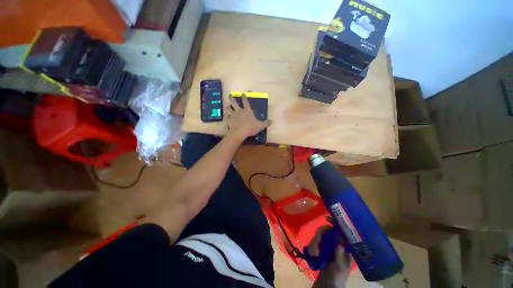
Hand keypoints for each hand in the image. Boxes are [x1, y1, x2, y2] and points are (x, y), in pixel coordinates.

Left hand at [226, 94, 270, 139]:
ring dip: (227, 107)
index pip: (246, 101)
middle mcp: (239, 111)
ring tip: (226, 105)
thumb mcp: (260, 126)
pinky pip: (227, 117)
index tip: (243, 93)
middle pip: (234, 102)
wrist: (239, 133)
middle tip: (230, 94)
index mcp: (247, 110)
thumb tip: (272, 121)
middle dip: (232, 98)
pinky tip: (226, 117)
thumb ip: (266, 123)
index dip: (244, 97)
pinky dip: (226, 117)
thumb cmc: (250, 128)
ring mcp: (233, 115)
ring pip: (229, 109)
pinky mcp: (229, 120)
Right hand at [310, 226, 353, 287]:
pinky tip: (312, 254)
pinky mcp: (320, 251)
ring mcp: (327, 248)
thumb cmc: (337, 279)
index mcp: (345, 250)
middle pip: (327, 232)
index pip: (342, 233)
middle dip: (320, 235)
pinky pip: (314, 243)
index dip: (336, 224)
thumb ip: (340, 256)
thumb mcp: (340, 268)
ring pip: (319, 237)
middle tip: (317, 242)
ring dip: (314, 243)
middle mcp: (336, 246)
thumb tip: (339, 242)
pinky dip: (311, 247)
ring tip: (313, 253)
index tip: (327, 218)